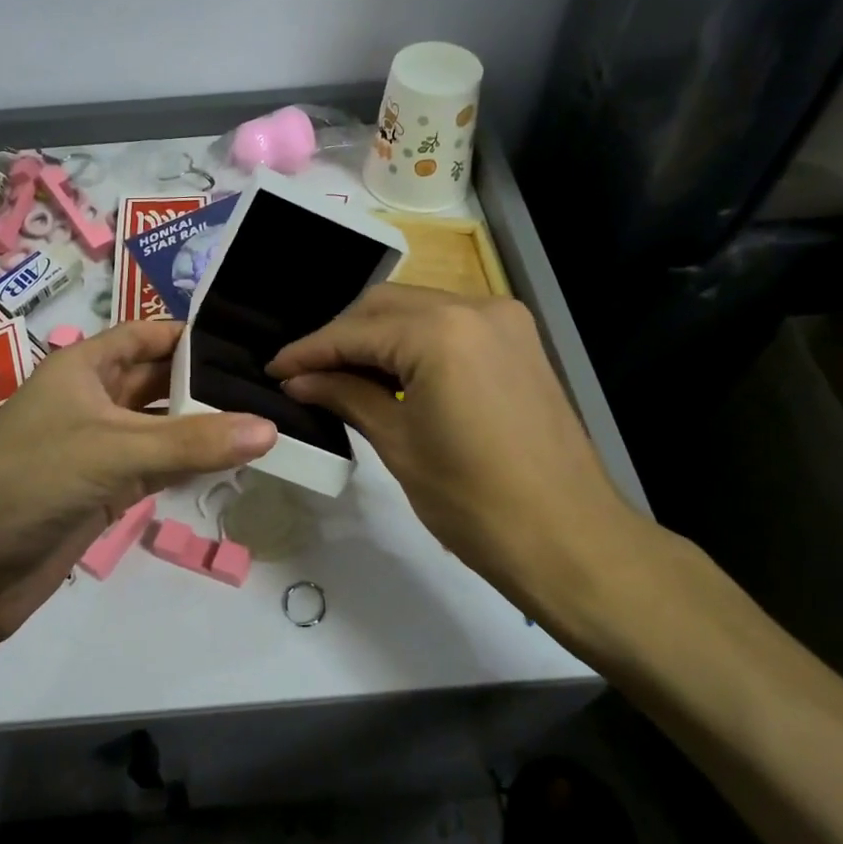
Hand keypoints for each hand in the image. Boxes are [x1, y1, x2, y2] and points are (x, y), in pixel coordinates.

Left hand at [0, 321, 276, 661]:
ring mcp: (98, 448)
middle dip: (206, 384)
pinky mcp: (103, 491)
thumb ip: (192, 441)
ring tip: (267, 420)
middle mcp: (91, 400)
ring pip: (161, 427)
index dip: (192, 336)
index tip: (249, 344)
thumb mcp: (113, 451)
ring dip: (203, 427)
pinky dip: (189, 465)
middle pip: (158, 380)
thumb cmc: (29, 483)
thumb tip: (269, 428)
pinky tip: (231, 463)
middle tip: (272, 388)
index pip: (147, 335)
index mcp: (82, 367)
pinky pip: (157, 467)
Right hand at [268, 285, 662, 636]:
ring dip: (376, 336)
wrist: (569, 538)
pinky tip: (391, 373)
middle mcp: (474, 307)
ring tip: (340, 374)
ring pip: (418, 310)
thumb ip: (346, 396)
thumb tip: (299, 380)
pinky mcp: (520, 341)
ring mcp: (504, 320)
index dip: (308, 351)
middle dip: (340, 336)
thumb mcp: (398, 444)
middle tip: (304, 373)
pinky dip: (414, 341)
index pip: (355, 332)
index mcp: (439, 332)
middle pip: (385, 306)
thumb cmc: (473, 502)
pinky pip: (450, 325)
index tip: (273, 369)